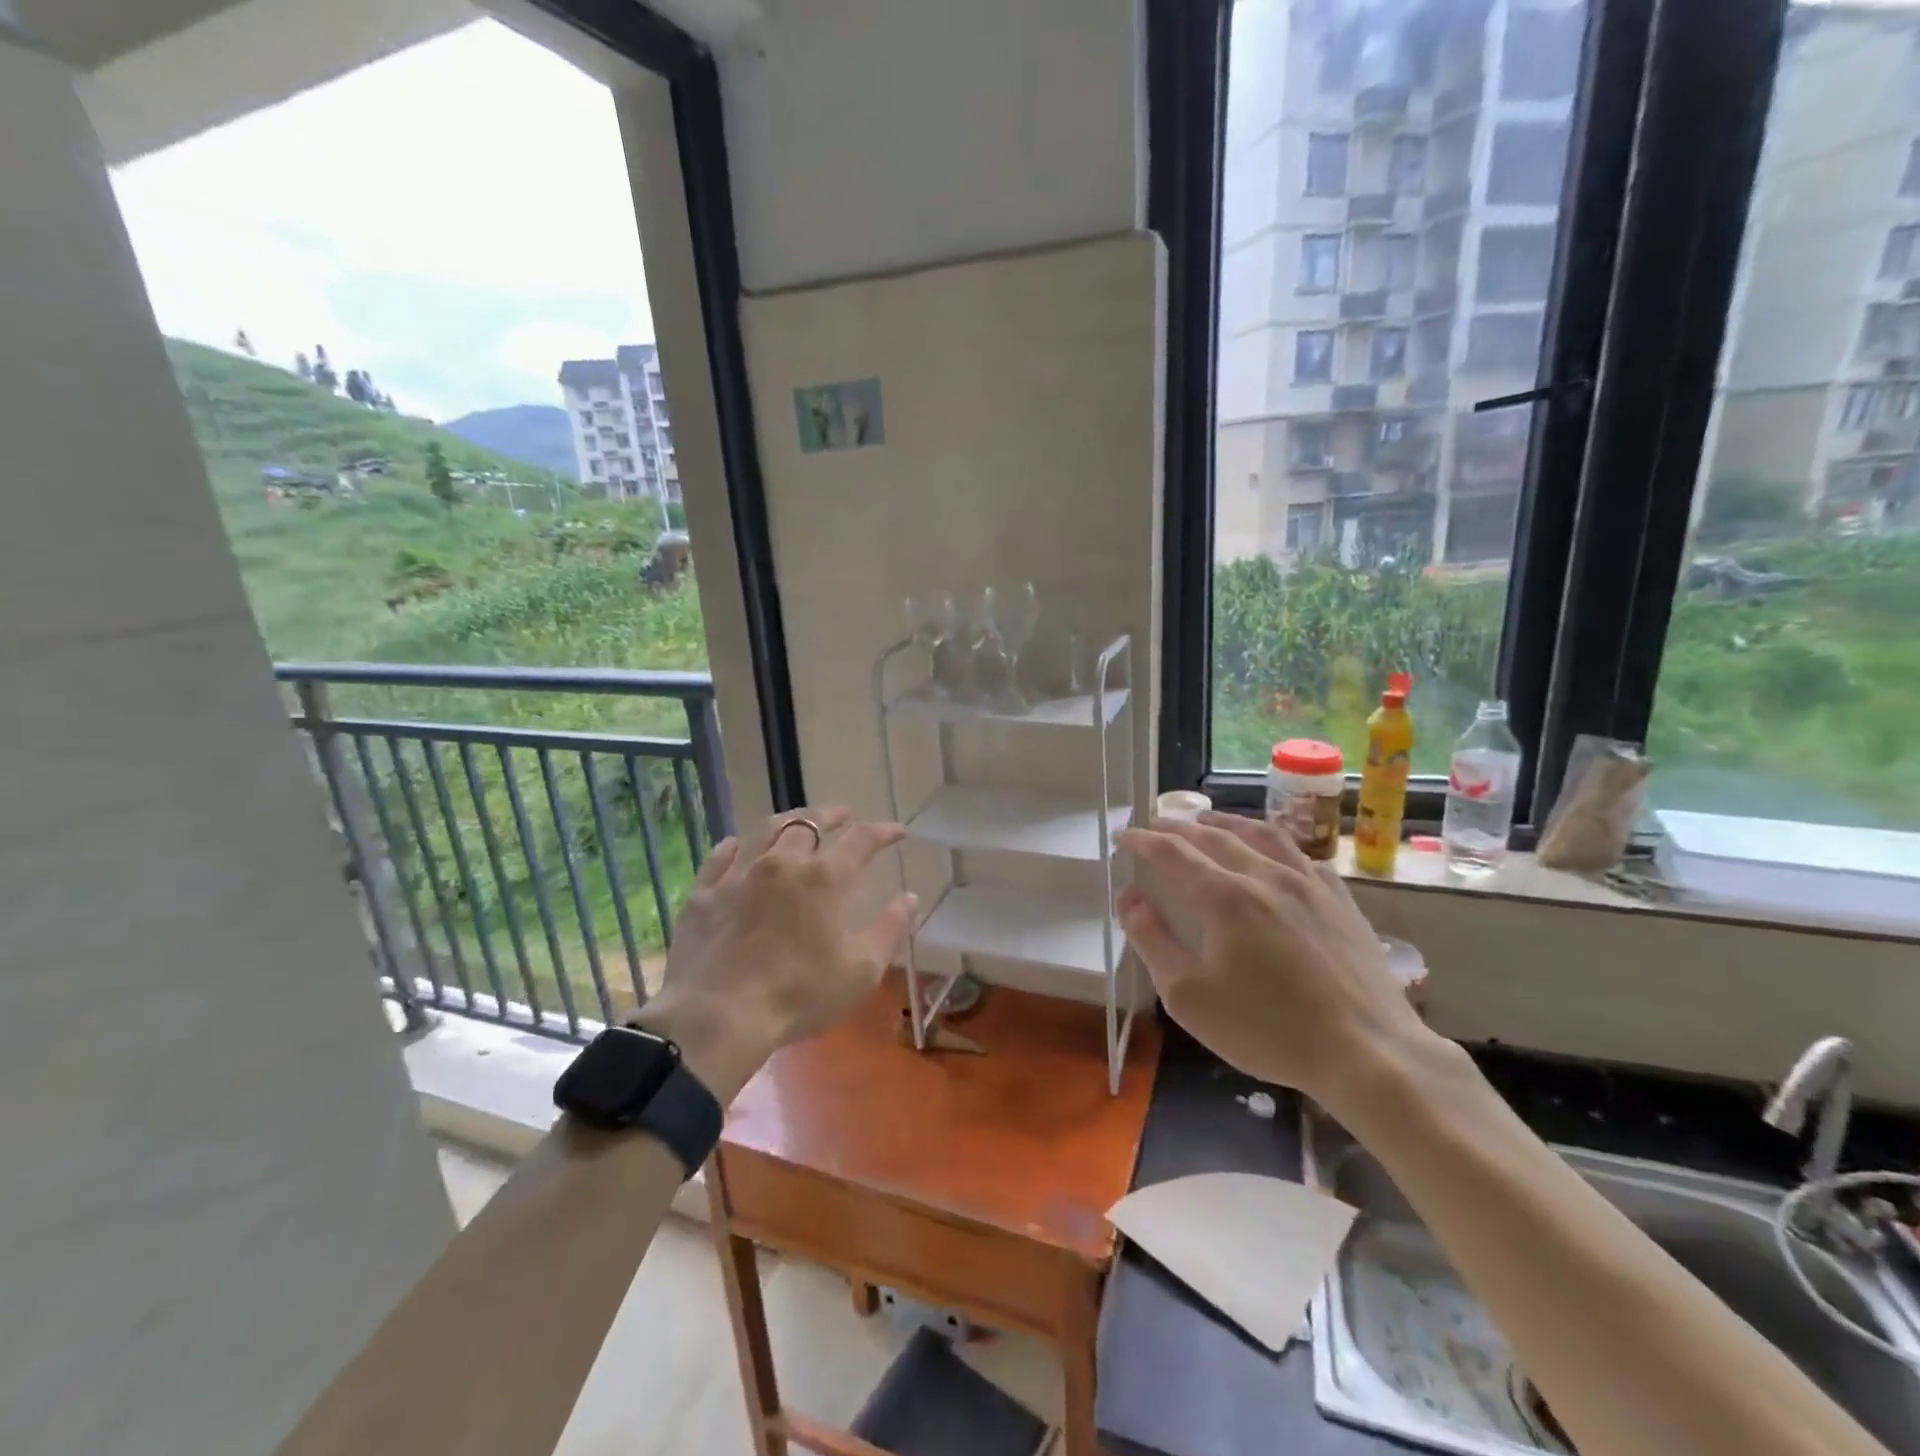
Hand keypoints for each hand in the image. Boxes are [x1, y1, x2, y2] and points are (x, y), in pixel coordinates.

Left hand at [632, 807, 914, 1101]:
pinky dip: (735, 846)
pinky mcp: (704, 894)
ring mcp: (738, 875)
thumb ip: (889, 929)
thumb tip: (910, 898)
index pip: (861, 841)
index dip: (882, 832)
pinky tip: (738, 846)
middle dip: (831, 815)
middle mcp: (782, 862)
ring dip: (788, 820)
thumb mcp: (860, 971)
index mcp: (824, 878)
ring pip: (765, 830)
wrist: (717, 1017)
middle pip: (809, 823)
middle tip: (843, 814)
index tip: (897, 831)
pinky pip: (720, 857)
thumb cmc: (799, 995)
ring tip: (799, 820)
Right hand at [1115, 812, 1431, 1106]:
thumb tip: (1130, 898)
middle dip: (1178, 827)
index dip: (1142, 840)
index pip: (1172, 852)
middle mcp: (1265, 875)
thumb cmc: (1267, 1029)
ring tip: (1208, 820)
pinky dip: (1273, 844)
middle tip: (1157, 824)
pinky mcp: (1341, 900)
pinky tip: (1273, 854)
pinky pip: (1301, 855)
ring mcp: (1309, 884)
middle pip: (1214, 836)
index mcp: (1224, 897)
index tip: (1122, 835)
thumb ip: (1152, 940)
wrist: (1368, 1052)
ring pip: (1262, 834)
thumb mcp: (1188, 996)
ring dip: (1226, 822)